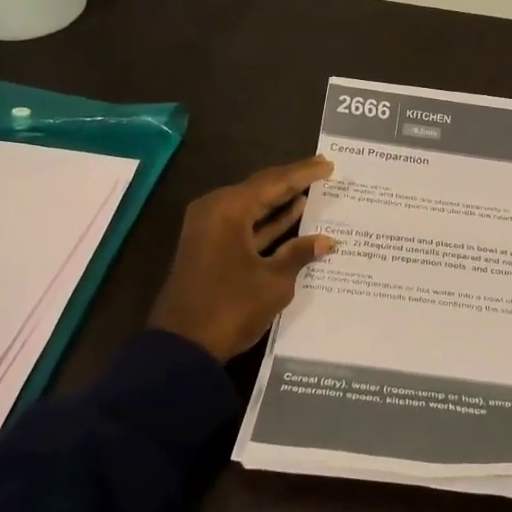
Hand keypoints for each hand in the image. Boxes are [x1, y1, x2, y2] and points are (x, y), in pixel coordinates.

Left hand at [148, 156, 337, 361]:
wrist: (183, 347)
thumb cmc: (230, 307)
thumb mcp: (273, 281)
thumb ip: (299, 254)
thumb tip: (326, 240)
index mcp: (228, 209)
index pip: (274, 182)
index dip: (303, 173)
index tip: (328, 164)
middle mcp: (215, 211)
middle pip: (260, 190)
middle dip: (292, 183)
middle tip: (323, 172)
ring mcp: (209, 231)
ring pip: (252, 208)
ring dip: (281, 203)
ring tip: (314, 192)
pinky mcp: (210, 249)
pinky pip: (244, 227)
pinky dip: (268, 224)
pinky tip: (293, 220)